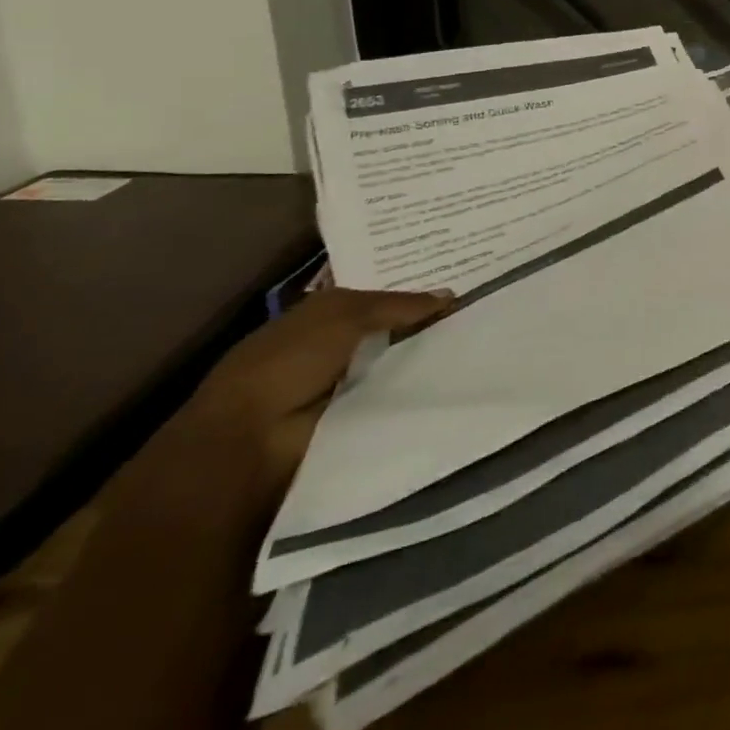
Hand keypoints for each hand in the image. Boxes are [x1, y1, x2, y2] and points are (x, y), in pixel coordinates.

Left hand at [178, 286, 454, 497]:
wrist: (251, 441)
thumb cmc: (288, 363)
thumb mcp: (344, 315)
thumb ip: (397, 304)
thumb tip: (450, 296)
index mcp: (322, 317)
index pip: (378, 299)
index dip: (413, 293)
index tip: (459, 289)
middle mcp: (334, 348)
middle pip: (392, 331)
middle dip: (426, 326)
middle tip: (478, 318)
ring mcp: (345, 387)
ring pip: (398, 364)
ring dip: (426, 361)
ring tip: (477, 350)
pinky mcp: (355, 420)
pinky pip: (397, 398)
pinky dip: (419, 392)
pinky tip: (455, 382)